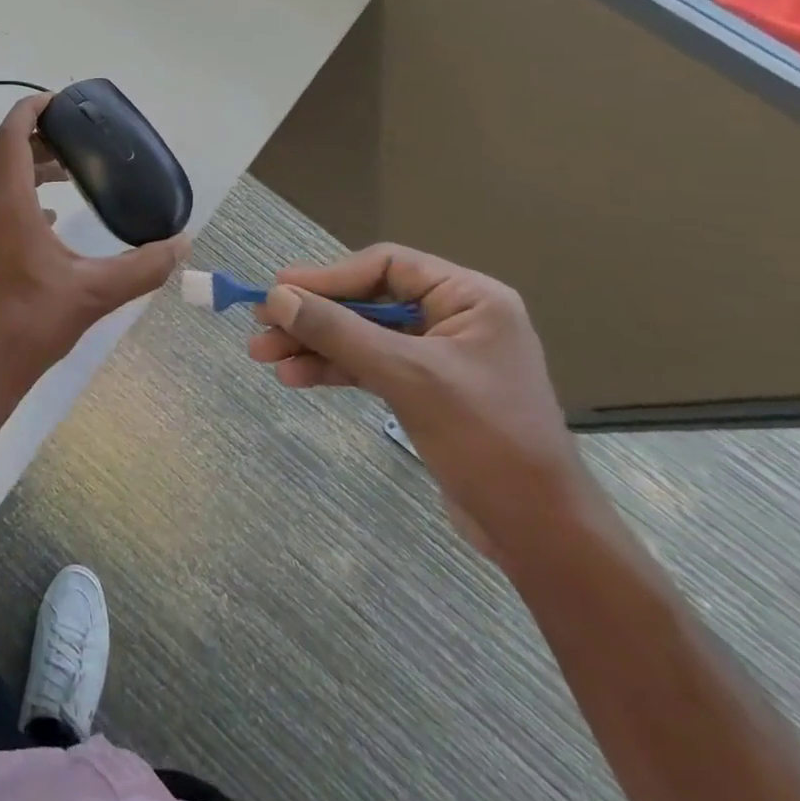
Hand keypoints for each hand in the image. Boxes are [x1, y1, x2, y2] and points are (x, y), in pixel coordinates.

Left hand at [0, 94, 186, 397]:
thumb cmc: (33, 322)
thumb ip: (144, 266)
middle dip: (40, 142)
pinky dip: (20, 203)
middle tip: (77, 144)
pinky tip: (49, 226)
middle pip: (5, 156)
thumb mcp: (96, 292)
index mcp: (7, 203)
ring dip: (30, 173)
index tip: (59, 102)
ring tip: (69, 179)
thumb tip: (183, 244)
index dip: (32, 109)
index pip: (12, 133)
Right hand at [248, 243, 595, 563]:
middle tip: (260, 325)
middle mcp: (453, 317)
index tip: (280, 291)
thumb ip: (338, 331)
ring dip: (313, 344)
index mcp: (469, 298)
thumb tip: (276, 297)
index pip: (385, 266)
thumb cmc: (485, 440)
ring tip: (263, 356)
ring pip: (360, 334)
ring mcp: (437, 355)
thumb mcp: (405, 376)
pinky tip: (294, 377)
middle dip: (312, 316)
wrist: (539, 534)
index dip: (328, 276)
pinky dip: (332, 369)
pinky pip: (368, 364)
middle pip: (366, 300)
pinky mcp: (424, 389)